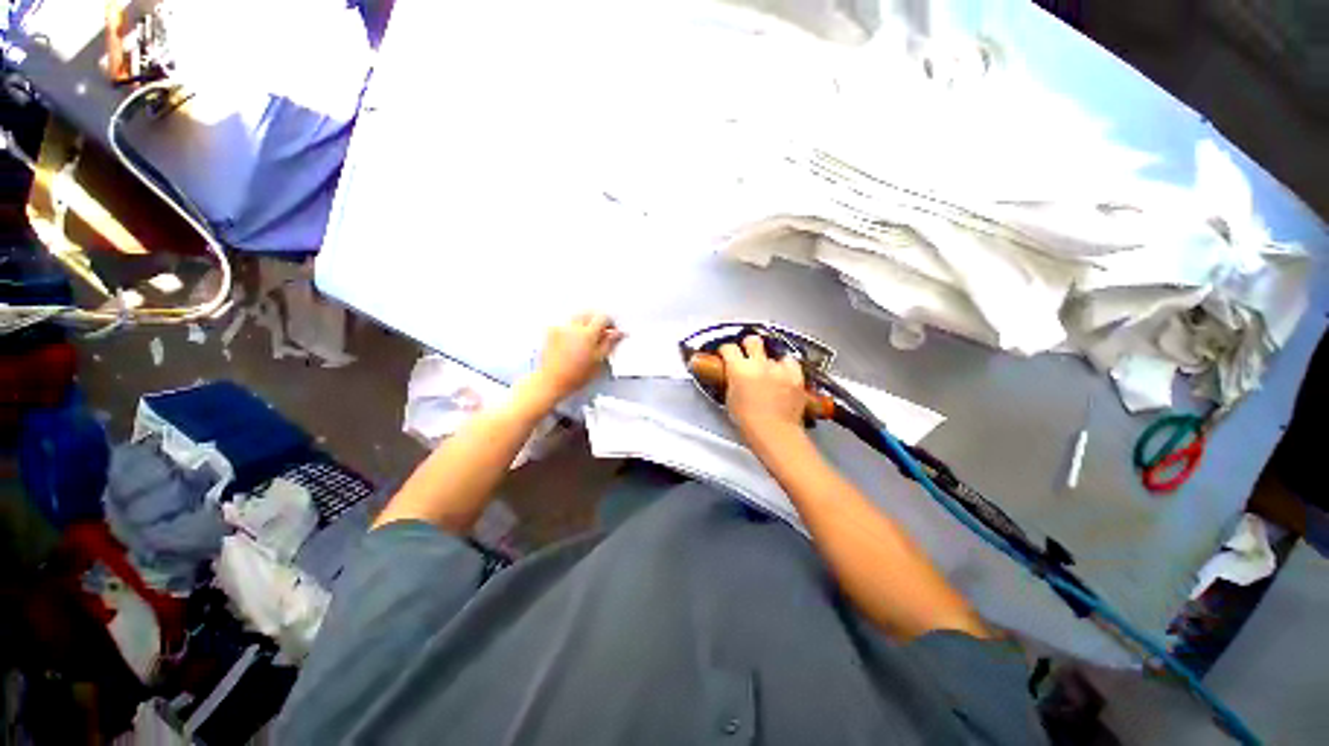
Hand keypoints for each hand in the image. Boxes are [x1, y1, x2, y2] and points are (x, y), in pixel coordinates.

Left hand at [525, 313, 623, 404]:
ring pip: (576, 316)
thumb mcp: (598, 360)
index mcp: (588, 334)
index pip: (603, 317)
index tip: (612, 330)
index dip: (610, 322)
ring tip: (586, 337)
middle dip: (596, 319)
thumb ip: (609, 343)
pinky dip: (571, 327)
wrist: (552, 381)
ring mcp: (561, 328)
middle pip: (589, 313)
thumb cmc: (576, 375)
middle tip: (601, 332)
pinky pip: (565, 323)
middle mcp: (573, 327)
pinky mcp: (551, 332)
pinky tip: (573, 339)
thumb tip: (617, 333)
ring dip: (584, 322)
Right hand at [719, 335, 807, 446]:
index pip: (728, 348)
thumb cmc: (749, 422)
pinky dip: (786, 366)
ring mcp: (778, 369)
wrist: (774, 433)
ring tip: (768, 372)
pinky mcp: (795, 375)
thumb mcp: (730, 399)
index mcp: (738, 369)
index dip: (726, 350)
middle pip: (752, 340)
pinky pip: (790, 362)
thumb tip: (732, 375)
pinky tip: (783, 374)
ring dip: (769, 360)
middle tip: (747, 353)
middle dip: (748, 345)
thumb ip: (731, 381)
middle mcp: (759, 364)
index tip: (726, 353)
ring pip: (773, 353)